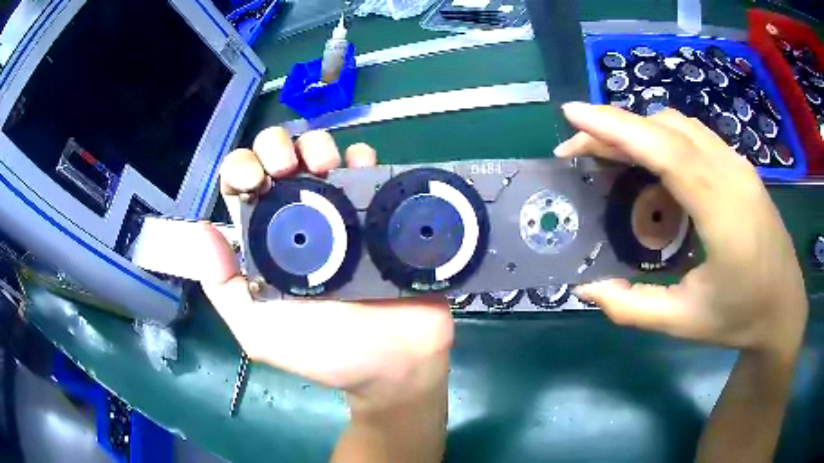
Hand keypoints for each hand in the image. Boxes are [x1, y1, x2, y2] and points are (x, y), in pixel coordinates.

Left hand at [198, 128, 453, 411]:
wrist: (397, 363)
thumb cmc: (328, 353)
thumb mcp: (261, 332)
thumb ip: (224, 290)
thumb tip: (201, 231)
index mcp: (265, 241)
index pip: (239, 186)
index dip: (239, 169)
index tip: (254, 180)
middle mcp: (299, 218)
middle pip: (277, 157)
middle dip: (275, 147)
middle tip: (287, 169)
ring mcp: (342, 211)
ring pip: (320, 152)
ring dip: (317, 146)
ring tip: (325, 168)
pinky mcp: (379, 211)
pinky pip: (368, 168)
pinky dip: (361, 158)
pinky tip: (360, 170)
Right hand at [555, 103, 807, 358]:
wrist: (785, 309)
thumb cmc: (741, 318)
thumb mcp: (684, 322)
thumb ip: (633, 307)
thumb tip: (586, 289)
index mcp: (722, 211)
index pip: (664, 150)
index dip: (615, 127)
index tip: (571, 114)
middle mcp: (732, 174)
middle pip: (667, 128)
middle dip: (616, 127)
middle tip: (578, 149)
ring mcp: (739, 166)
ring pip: (681, 126)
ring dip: (640, 129)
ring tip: (611, 155)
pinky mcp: (741, 169)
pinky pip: (696, 136)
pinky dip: (664, 137)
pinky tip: (654, 164)